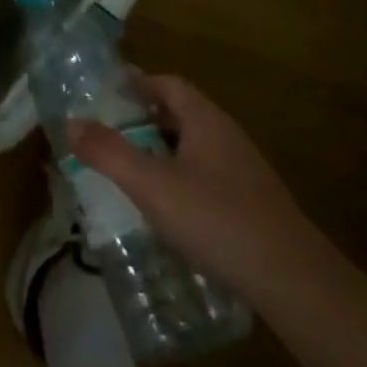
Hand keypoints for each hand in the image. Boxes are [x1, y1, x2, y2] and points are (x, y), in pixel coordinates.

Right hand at [70, 72, 322, 303]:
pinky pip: (207, 177)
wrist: (295, 282)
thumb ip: (108, 152)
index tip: (106, 95)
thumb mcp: (151, 185)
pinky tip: (167, 209)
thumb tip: (71, 122)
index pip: (168, 84)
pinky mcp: (253, 205)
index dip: (137, 84)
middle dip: (144, 120)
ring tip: (130, 170)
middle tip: (108, 133)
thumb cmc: (217, 220)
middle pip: (181, 114)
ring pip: (194, 148)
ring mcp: (244, 172)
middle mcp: (227, 137)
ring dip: (162, 152)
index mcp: (206, 120)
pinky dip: (181, 180)